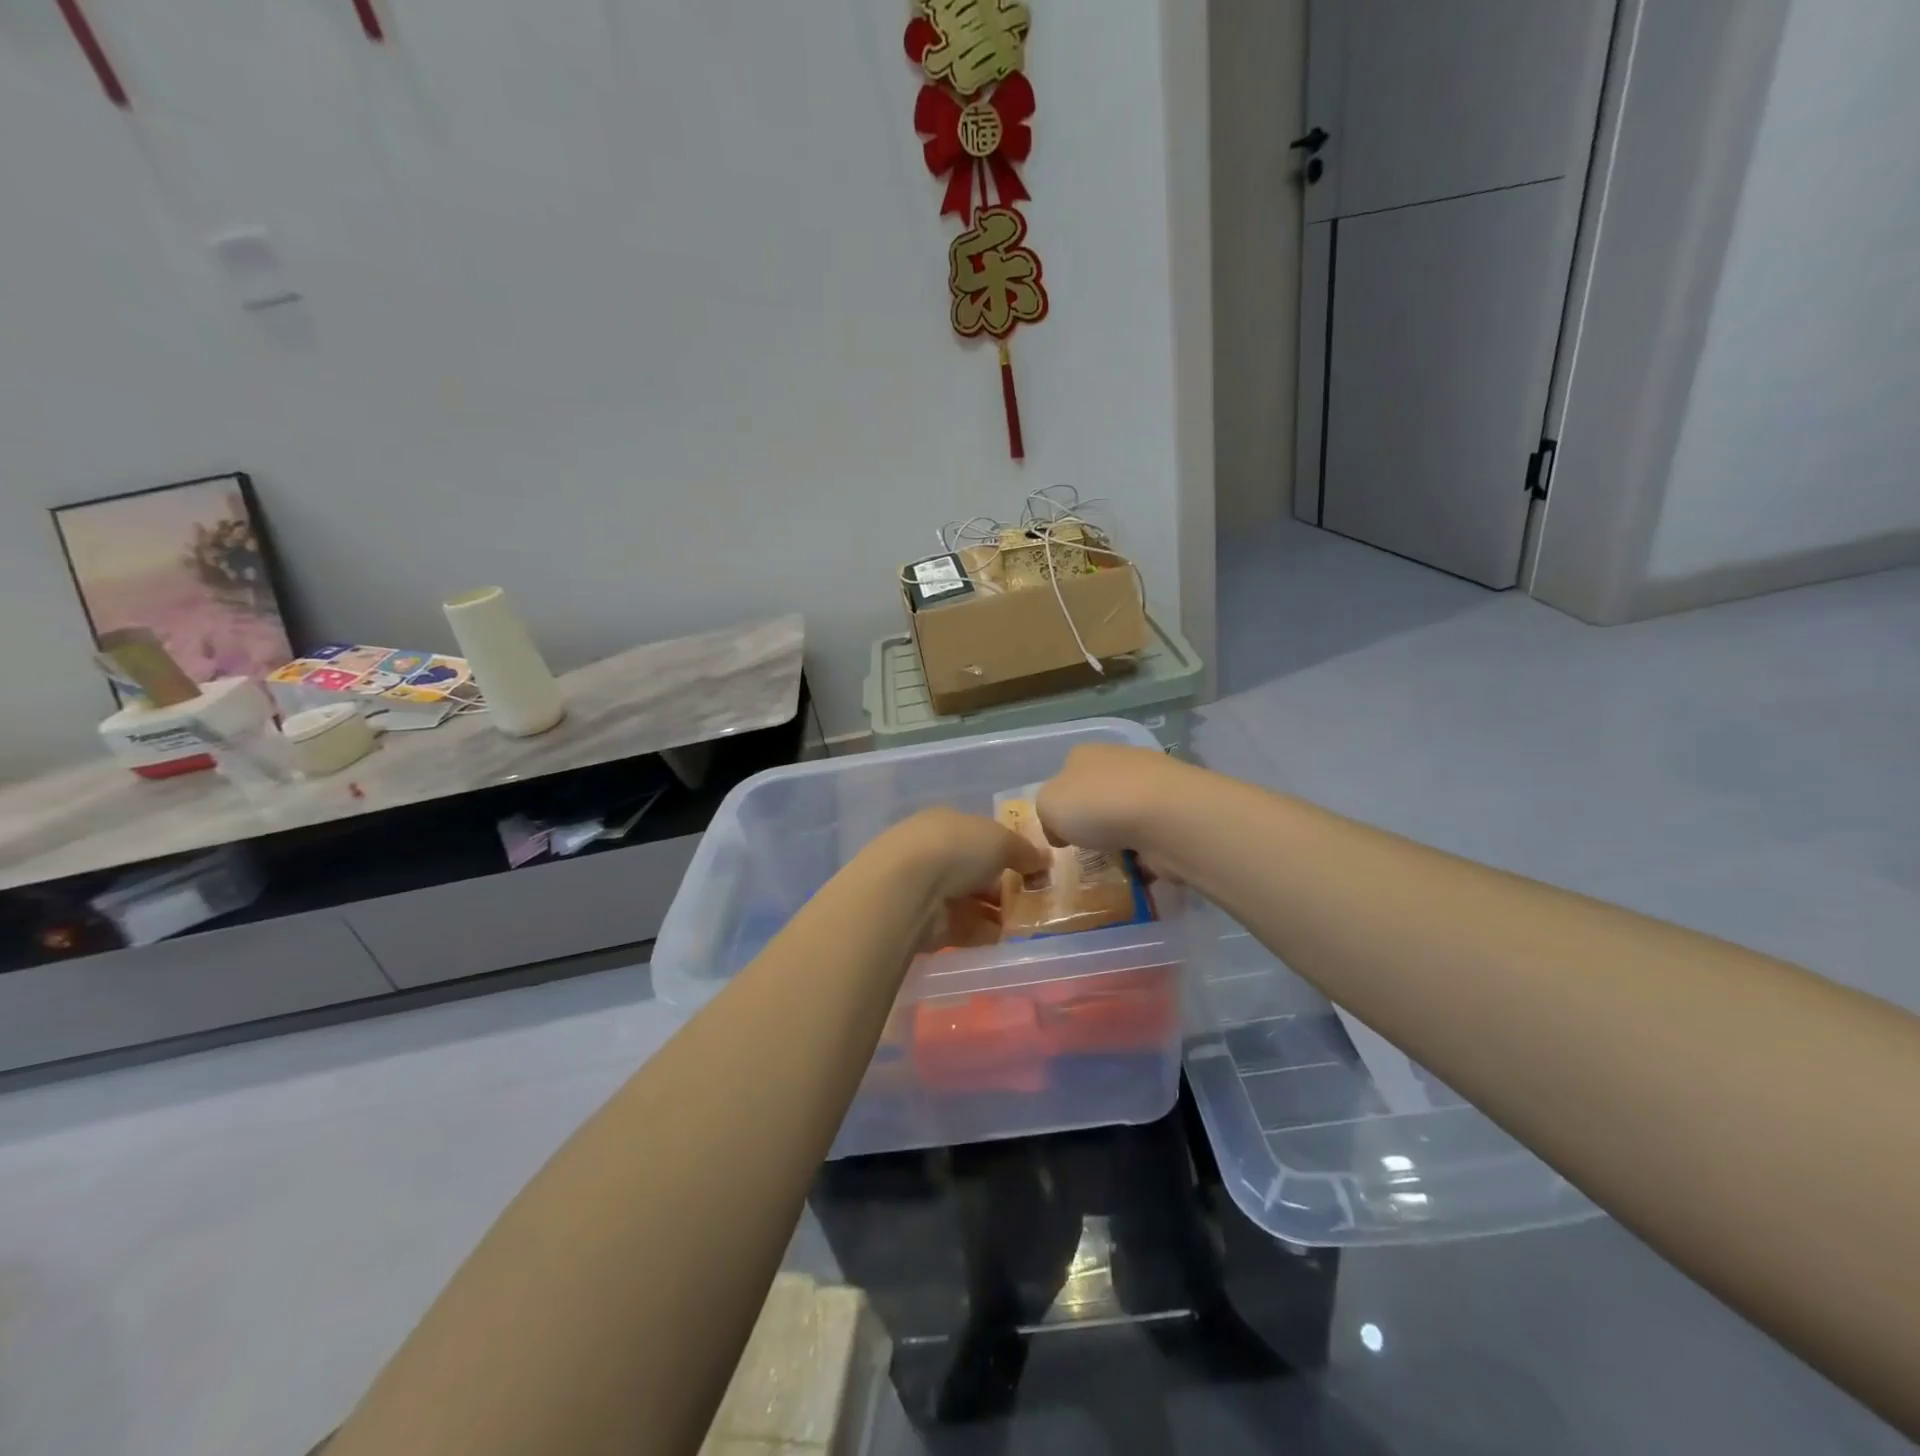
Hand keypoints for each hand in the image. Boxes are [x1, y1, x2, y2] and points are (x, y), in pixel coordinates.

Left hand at [864, 807, 1049, 951]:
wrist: (908, 890)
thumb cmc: (956, 849)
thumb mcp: (1000, 840)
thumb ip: (1024, 851)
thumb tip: (1044, 860)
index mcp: (946, 824)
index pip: (980, 835)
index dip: (1007, 850)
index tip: (1033, 868)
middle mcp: (933, 853)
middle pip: (976, 870)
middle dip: (1004, 884)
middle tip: (1035, 898)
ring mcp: (928, 890)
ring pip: (971, 901)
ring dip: (997, 912)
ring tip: (1028, 922)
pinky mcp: (926, 924)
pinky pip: (963, 928)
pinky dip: (985, 933)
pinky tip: (1007, 938)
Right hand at [1034, 743, 1186, 857]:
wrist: (1165, 817)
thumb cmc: (1096, 805)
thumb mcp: (1048, 806)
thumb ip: (1047, 813)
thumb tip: (1062, 828)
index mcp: (1085, 754)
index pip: (1067, 774)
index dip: (1061, 802)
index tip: (1061, 832)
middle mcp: (1120, 761)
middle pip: (1100, 792)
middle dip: (1095, 820)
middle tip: (1088, 848)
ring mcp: (1154, 784)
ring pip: (1129, 813)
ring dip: (1123, 836)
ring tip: (1115, 862)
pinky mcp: (1179, 811)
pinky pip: (1154, 834)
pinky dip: (1147, 851)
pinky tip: (1141, 866)